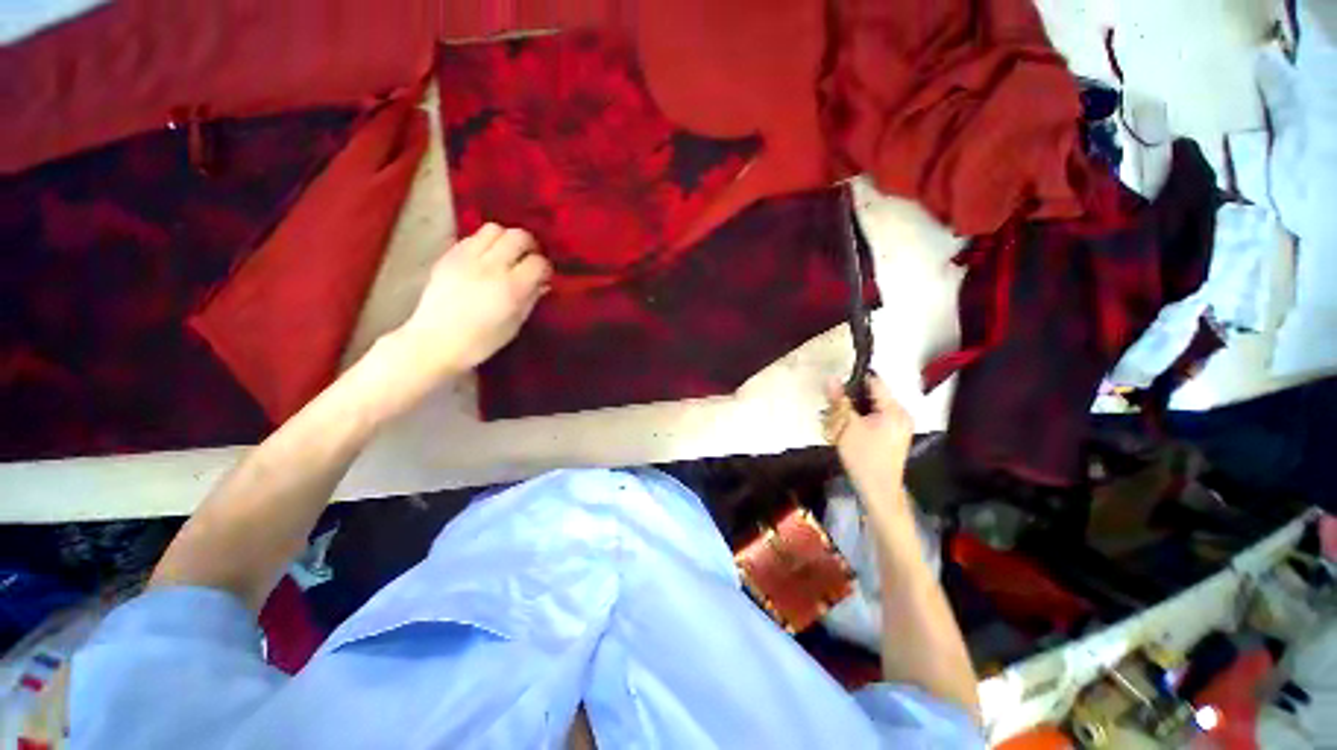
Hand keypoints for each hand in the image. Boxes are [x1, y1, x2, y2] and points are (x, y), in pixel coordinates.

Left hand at [389, 223, 550, 380]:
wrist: (435, 341)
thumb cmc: (481, 341)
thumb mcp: (515, 325)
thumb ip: (530, 299)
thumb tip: (542, 283)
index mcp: (511, 288)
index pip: (538, 263)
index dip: (545, 268)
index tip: (544, 276)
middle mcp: (491, 267)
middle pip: (518, 236)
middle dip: (530, 245)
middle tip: (529, 258)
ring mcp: (467, 258)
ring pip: (494, 229)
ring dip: (506, 239)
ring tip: (506, 254)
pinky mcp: (449, 256)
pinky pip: (472, 237)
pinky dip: (484, 243)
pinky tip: (485, 259)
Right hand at [825, 375, 912, 505]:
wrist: (878, 489)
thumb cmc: (863, 457)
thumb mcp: (847, 427)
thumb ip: (840, 401)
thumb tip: (831, 379)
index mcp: (894, 410)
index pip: (875, 382)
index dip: (854, 379)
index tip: (837, 383)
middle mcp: (902, 414)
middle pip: (874, 395)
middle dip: (852, 398)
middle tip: (834, 405)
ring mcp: (901, 426)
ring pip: (874, 407)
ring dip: (856, 409)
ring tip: (839, 418)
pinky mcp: (895, 435)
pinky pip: (877, 418)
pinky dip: (863, 419)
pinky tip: (850, 428)